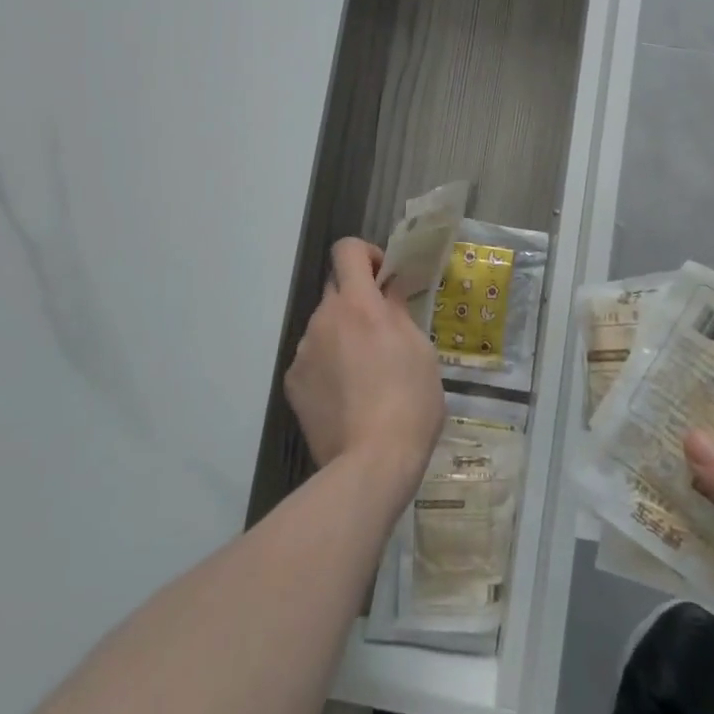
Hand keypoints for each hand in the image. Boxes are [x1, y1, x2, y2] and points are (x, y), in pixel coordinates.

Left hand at [286, 238, 444, 493]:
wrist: (370, 464)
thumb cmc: (409, 401)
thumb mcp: (420, 350)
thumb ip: (399, 312)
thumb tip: (389, 291)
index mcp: (359, 304)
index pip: (346, 250)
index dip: (366, 254)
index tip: (384, 277)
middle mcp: (324, 318)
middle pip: (335, 287)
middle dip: (357, 298)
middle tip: (380, 328)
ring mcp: (303, 351)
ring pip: (324, 326)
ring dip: (342, 334)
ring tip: (365, 373)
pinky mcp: (292, 383)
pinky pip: (312, 358)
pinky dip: (328, 365)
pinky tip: (347, 396)